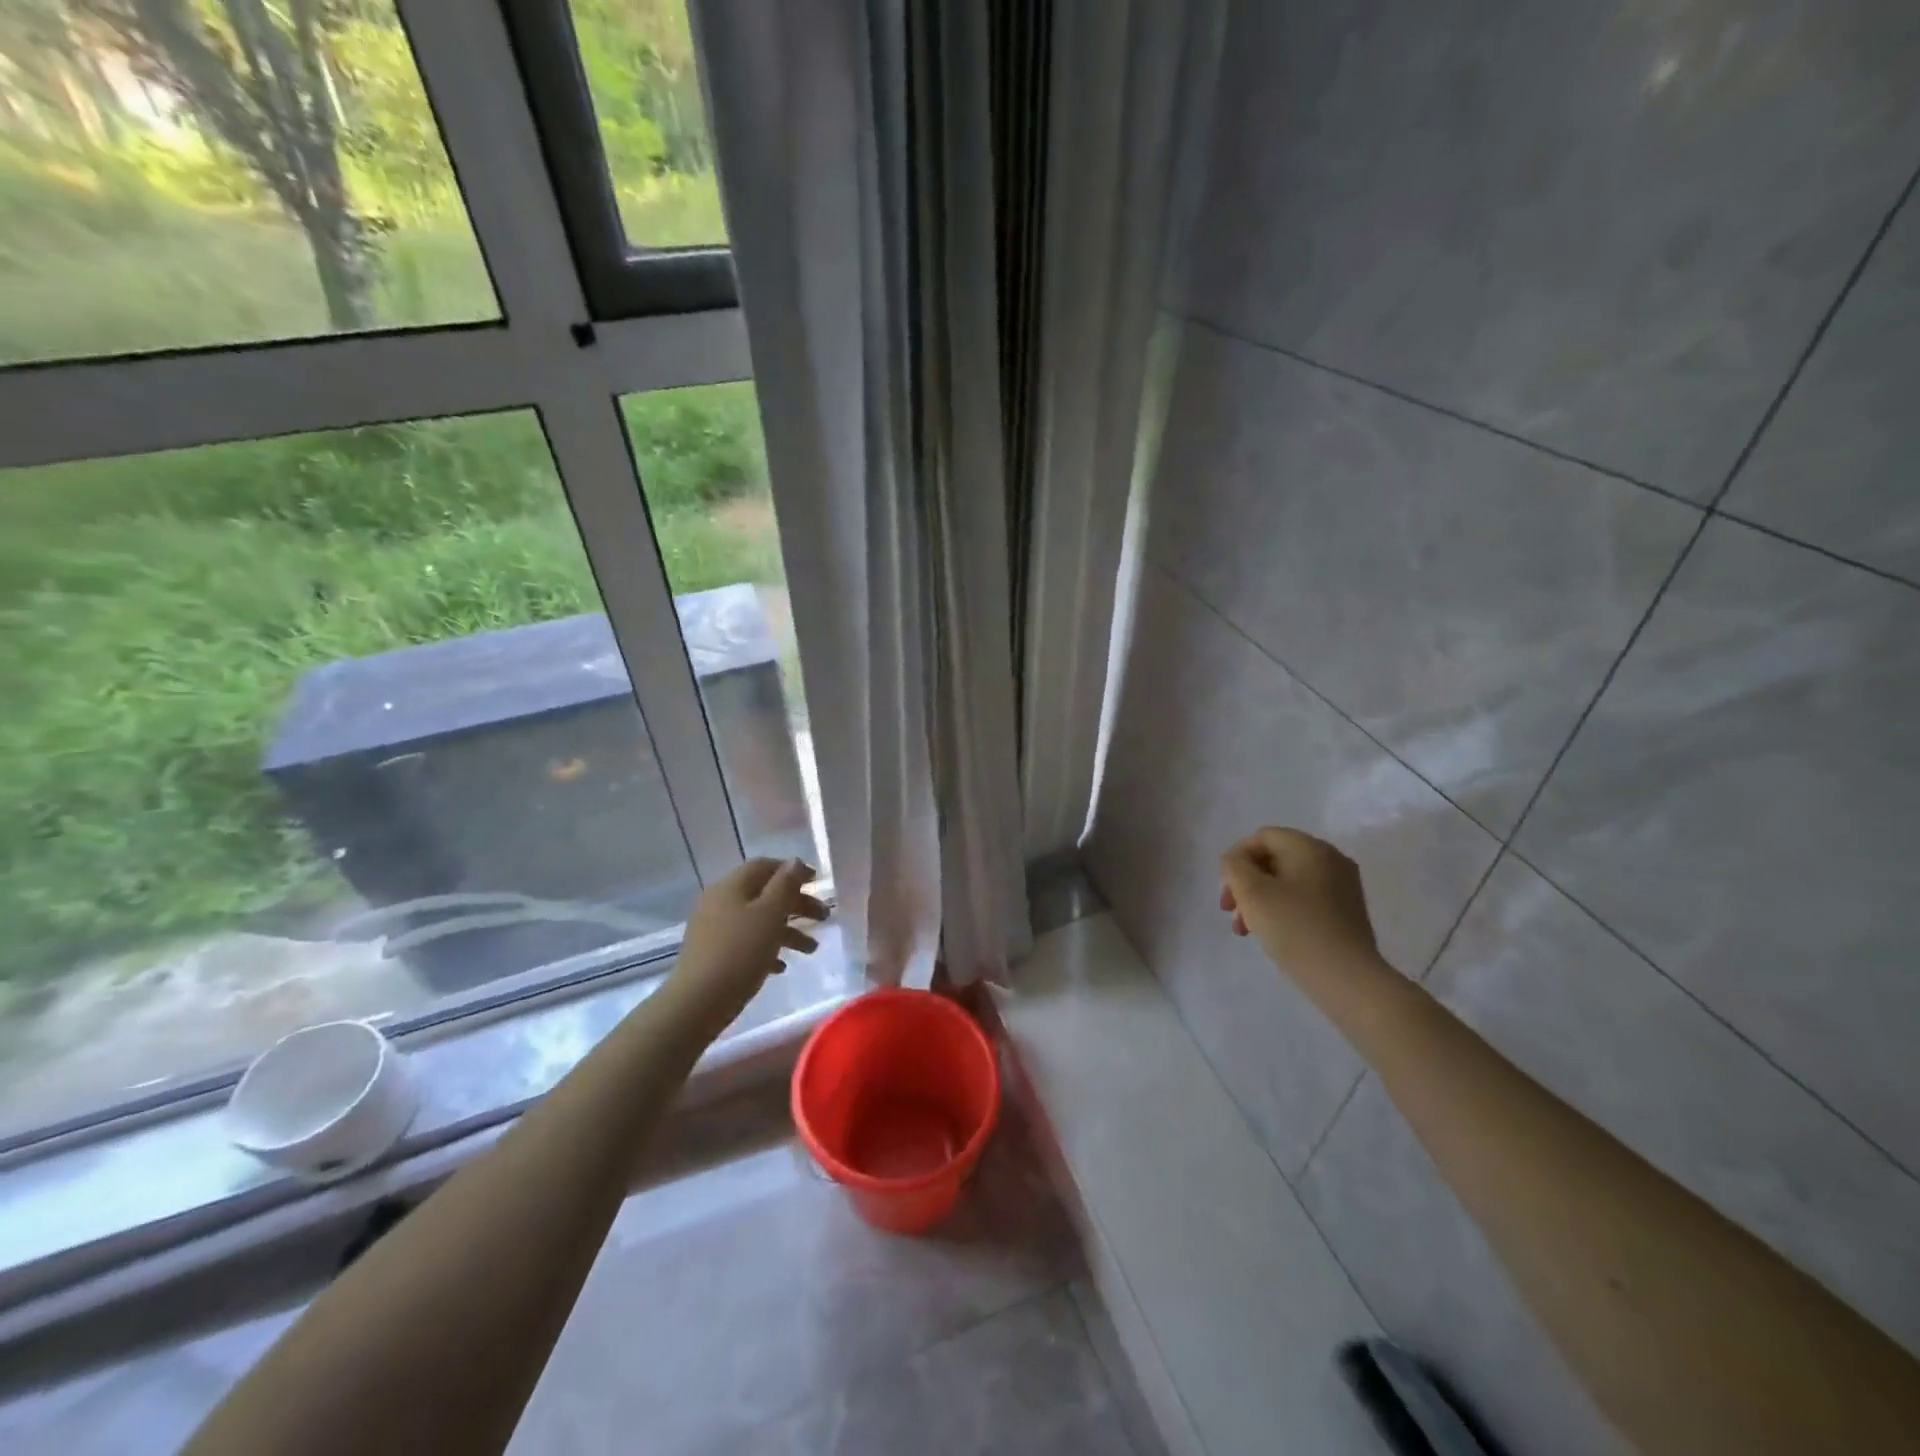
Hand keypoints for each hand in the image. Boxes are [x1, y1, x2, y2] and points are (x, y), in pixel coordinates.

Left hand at [667, 857, 828, 1037]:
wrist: (697, 1003)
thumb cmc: (740, 953)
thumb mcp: (770, 915)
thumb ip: (785, 885)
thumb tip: (795, 861)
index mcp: (732, 886)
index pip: (765, 866)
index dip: (793, 870)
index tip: (818, 882)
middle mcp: (720, 901)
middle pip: (764, 894)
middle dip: (797, 904)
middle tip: (824, 918)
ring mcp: (713, 929)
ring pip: (758, 920)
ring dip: (787, 930)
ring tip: (811, 950)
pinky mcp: (712, 954)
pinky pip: (746, 943)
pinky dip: (767, 948)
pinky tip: (781, 966)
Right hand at [1219, 828, 1379, 980]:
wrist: (1348, 979)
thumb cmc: (1294, 928)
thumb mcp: (1251, 892)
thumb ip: (1234, 866)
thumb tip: (1236, 861)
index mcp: (1309, 847)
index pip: (1262, 837)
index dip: (1236, 859)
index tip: (1227, 891)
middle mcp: (1331, 859)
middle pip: (1274, 859)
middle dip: (1246, 883)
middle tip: (1231, 912)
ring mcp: (1343, 886)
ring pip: (1288, 881)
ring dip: (1261, 899)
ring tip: (1246, 930)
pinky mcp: (1347, 911)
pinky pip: (1305, 898)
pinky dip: (1283, 909)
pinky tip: (1273, 934)